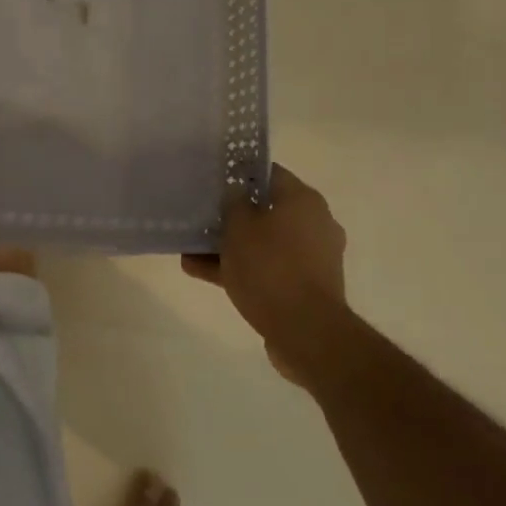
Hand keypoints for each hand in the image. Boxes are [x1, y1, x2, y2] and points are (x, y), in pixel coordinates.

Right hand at [183, 165, 347, 388]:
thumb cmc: (270, 268)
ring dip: (230, 247)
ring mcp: (313, 257)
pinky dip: (242, 269)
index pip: (269, 173)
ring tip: (191, 253)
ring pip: (264, 242)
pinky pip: (269, 268)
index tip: (214, 182)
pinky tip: (202, 274)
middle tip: (201, 219)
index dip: (239, 175)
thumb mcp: (239, 228)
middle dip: (231, 217)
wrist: (307, 332)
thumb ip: (233, 204)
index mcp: (303, 200)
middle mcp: (314, 222)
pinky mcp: (306, 286)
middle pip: (265, 210)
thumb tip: (236, 194)